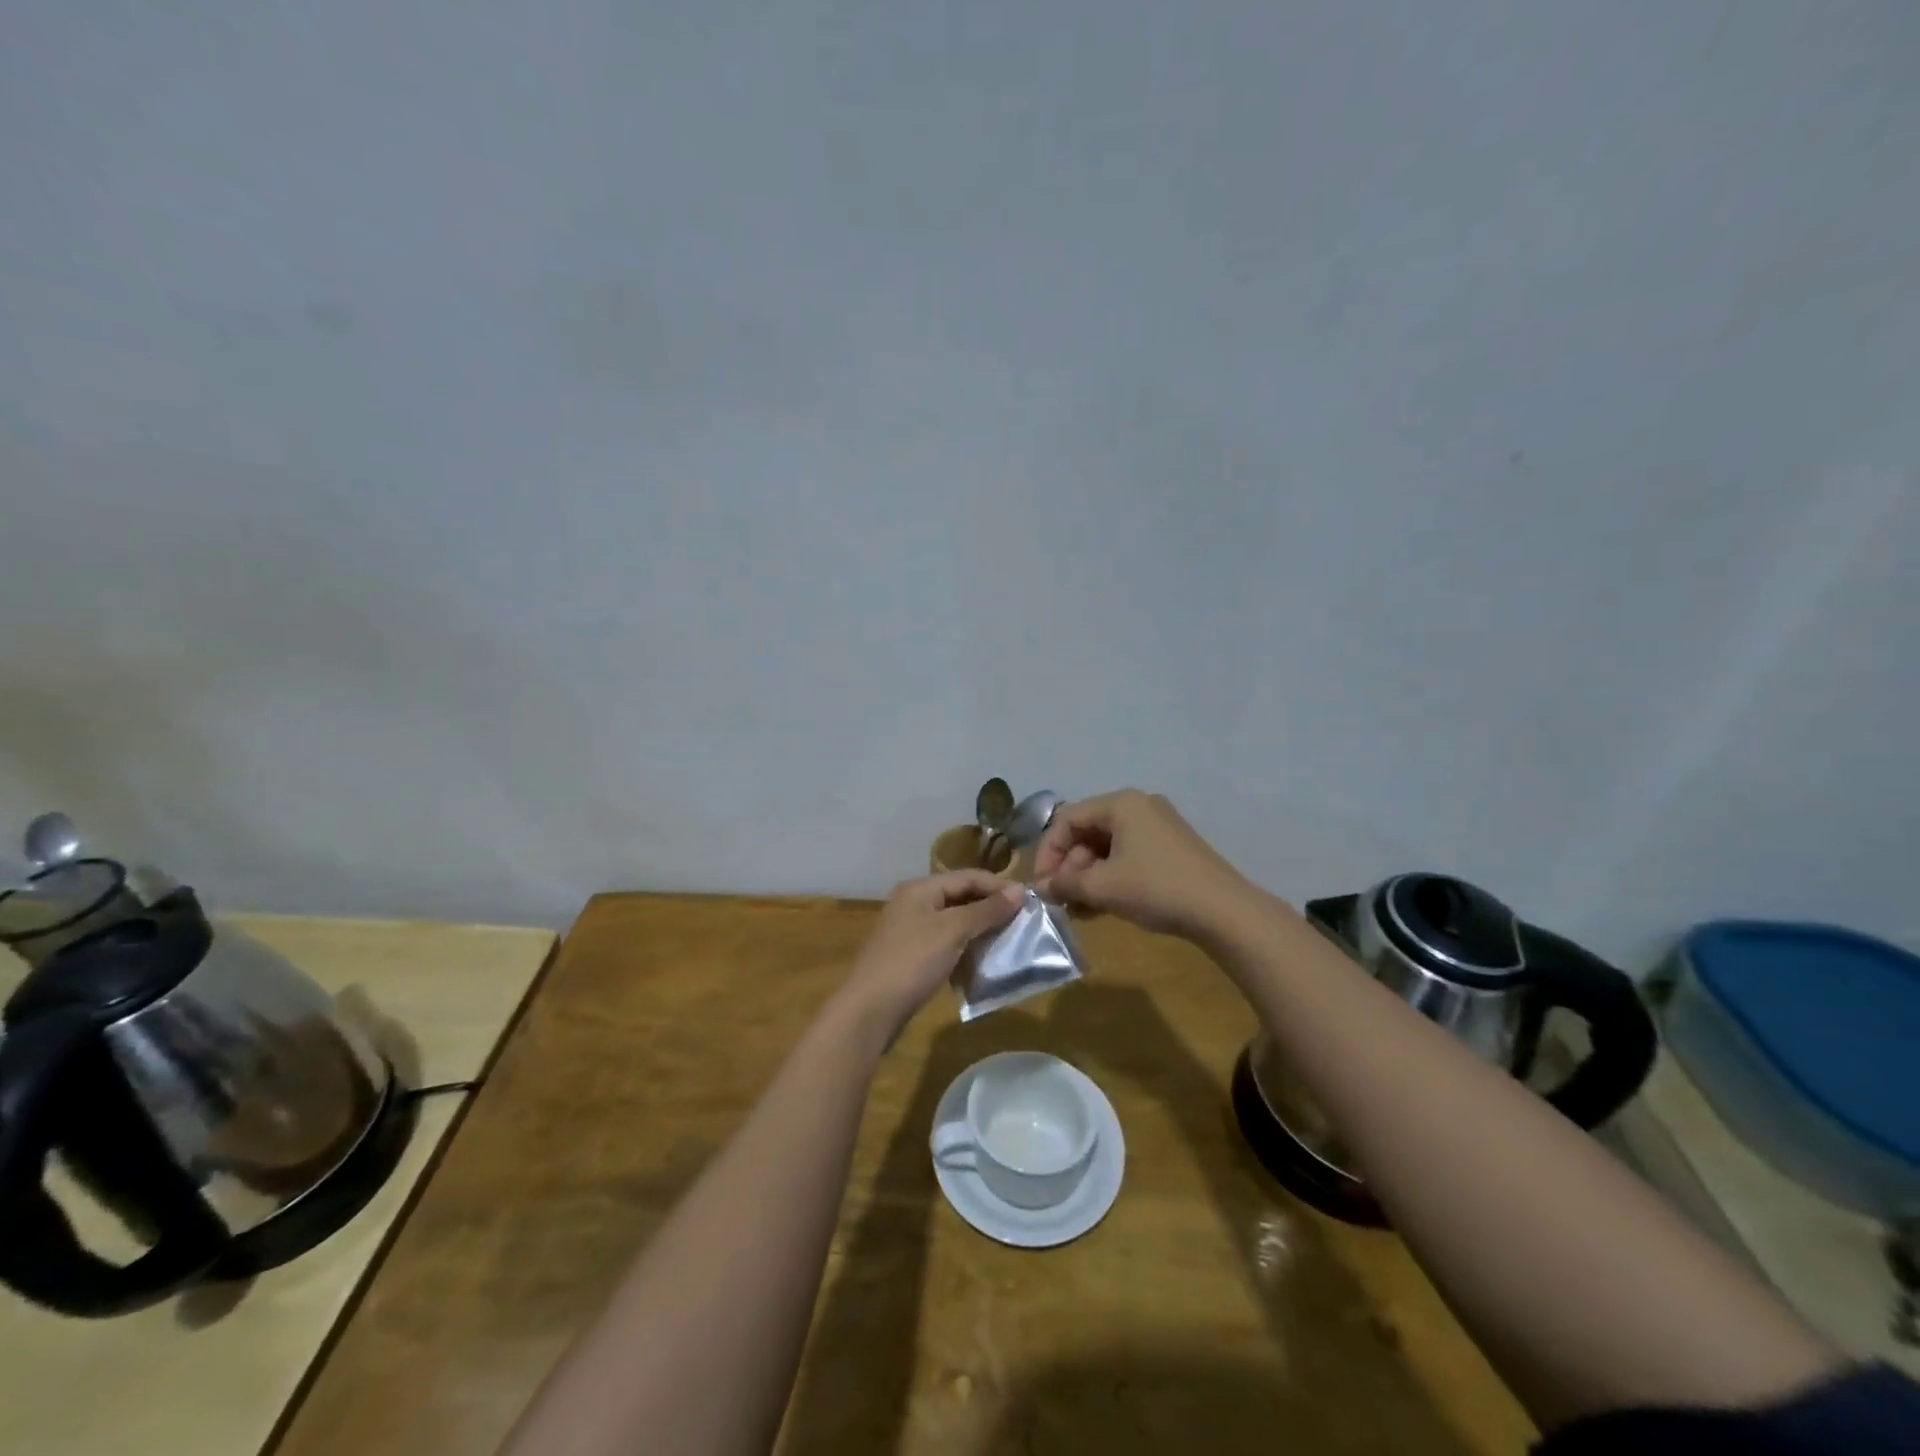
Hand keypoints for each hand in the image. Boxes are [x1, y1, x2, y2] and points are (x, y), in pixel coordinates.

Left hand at [836, 871, 1024, 1045]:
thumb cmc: (912, 962)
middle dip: (991, 908)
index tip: (1030, 902)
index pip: (968, 876)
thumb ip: (986, 910)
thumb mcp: (953, 931)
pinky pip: (946, 943)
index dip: (999, 887)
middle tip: (1022, 923)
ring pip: (954, 922)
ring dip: (980, 930)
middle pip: (960, 897)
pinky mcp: (911, 957)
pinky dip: (966, 948)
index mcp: (920, 888)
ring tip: (1009, 941)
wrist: (870, 1011)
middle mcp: (914, 903)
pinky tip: (983, 961)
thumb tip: (1020, 891)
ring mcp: (910, 931)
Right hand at [1034, 789, 1256, 938]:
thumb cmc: (1156, 888)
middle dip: (1069, 867)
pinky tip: (1100, 907)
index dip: (1048, 852)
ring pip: (1107, 848)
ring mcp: (1157, 827)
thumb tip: (1041, 888)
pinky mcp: (1170, 849)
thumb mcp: (1103, 887)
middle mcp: (1138, 807)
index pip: (1067, 819)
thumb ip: (1065, 884)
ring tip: (1078, 909)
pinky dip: (1110, 878)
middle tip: (1061, 900)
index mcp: (1121, 804)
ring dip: (1087, 877)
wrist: (1224, 912)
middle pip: (1087, 832)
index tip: (1042, 885)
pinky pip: (1127, 857)